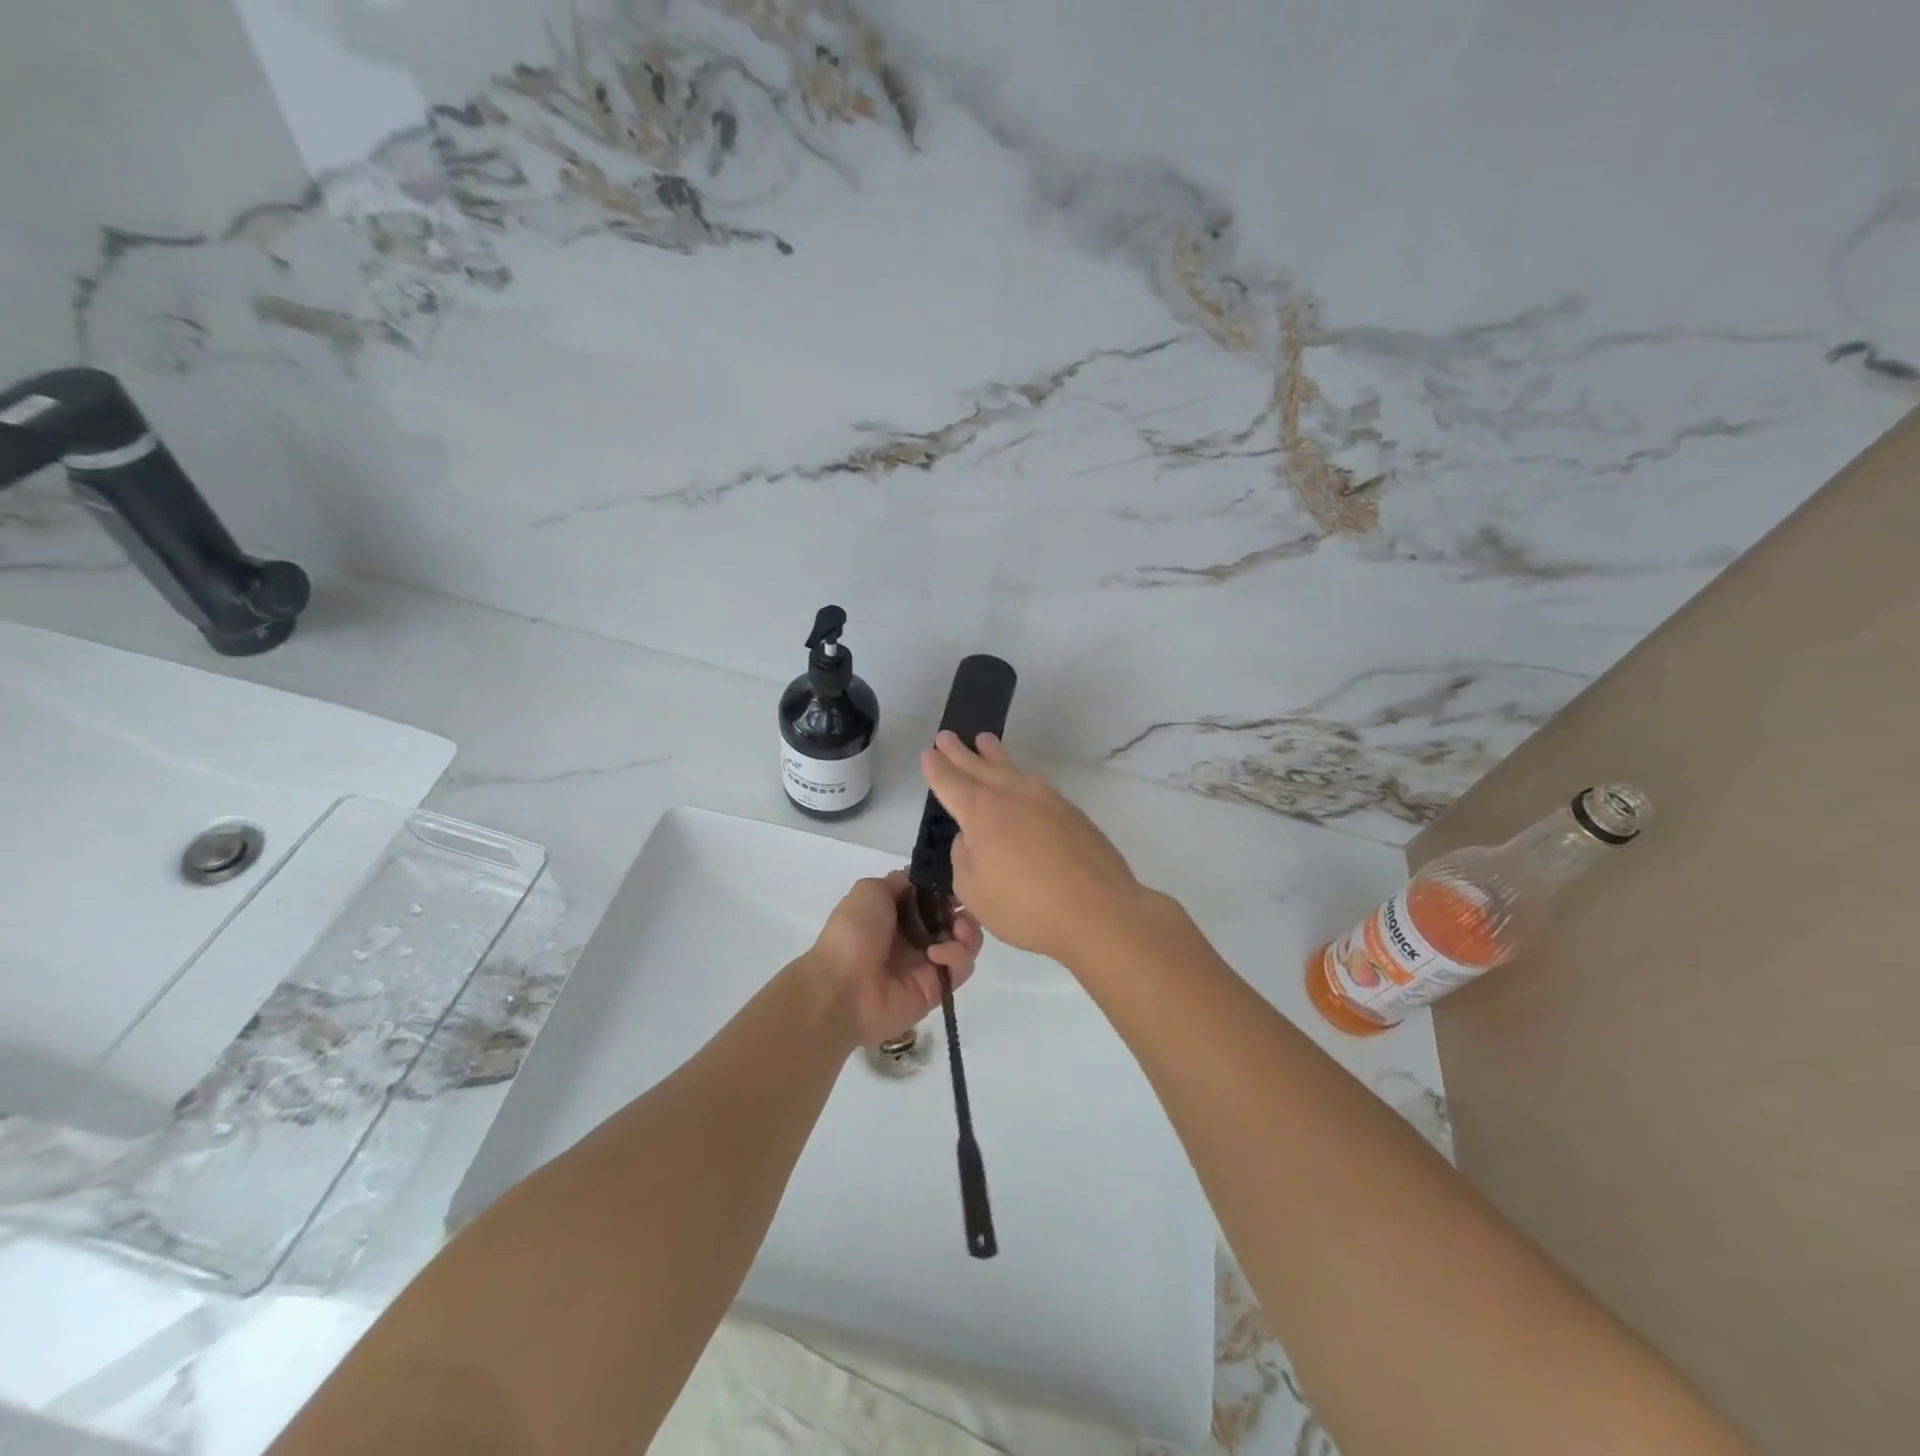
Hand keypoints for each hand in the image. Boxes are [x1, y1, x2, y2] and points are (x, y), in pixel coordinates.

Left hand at [801, 871, 980, 1047]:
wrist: (842, 987)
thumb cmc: (854, 932)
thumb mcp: (870, 890)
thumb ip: (900, 882)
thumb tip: (923, 880)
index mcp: (897, 913)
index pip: (934, 897)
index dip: (948, 888)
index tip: (957, 882)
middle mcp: (915, 936)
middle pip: (954, 918)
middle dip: (964, 909)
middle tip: (962, 908)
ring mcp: (928, 963)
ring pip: (964, 943)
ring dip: (968, 931)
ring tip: (958, 930)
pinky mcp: (938, 988)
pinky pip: (961, 968)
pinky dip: (956, 956)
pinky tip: (936, 955)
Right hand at [920, 731, 1148, 964]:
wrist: (1099, 911)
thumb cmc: (1026, 907)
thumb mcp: (975, 891)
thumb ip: (964, 858)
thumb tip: (971, 838)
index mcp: (982, 812)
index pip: (951, 782)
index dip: (937, 768)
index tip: (929, 753)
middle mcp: (1013, 795)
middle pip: (980, 767)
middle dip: (961, 753)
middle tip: (946, 737)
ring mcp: (1046, 799)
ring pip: (1012, 769)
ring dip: (994, 756)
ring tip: (984, 741)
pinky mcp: (1071, 812)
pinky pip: (1036, 786)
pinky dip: (1020, 778)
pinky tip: (1021, 781)